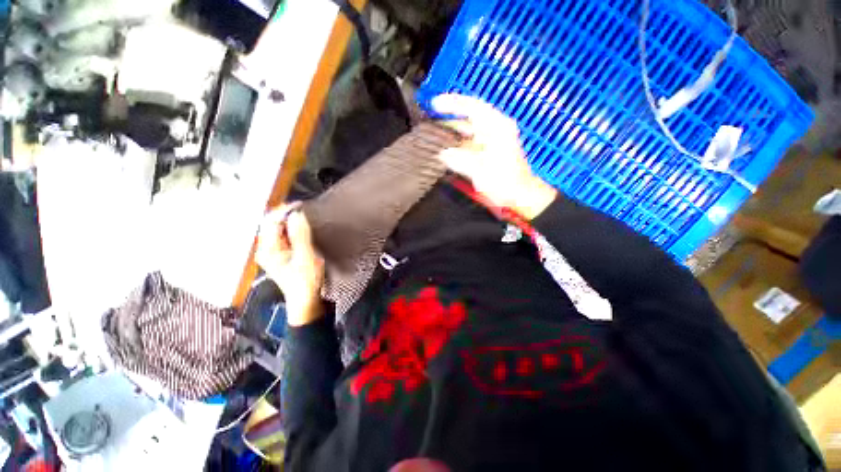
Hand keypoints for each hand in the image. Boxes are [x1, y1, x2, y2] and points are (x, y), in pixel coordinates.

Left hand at [256, 205, 324, 326]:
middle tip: (304, 209)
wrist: (306, 300)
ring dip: (289, 221)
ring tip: (305, 216)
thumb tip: (296, 213)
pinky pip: (282, 236)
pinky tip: (301, 228)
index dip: (284, 210)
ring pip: (277, 229)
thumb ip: (300, 234)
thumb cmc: (306, 280)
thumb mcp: (306, 256)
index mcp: (267, 250)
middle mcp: (265, 249)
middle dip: (286, 214)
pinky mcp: (280, 255)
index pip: (271, 222)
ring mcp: (271, 252)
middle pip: (271, 224)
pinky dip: (291, 229)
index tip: (302, 205)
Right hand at [431, 94, 556, 219]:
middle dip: (449, 118)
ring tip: (434, 134)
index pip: (473, 106)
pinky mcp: (487, 152)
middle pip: (468, 117)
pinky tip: (446, 149)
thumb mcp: (481, 171)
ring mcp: (491, 141)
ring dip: (451, 132)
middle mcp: (495, 130)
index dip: (452, 103)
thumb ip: (460, 160)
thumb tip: (443, 154)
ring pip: (467, 131)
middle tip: (430, 120)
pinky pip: (468, 143)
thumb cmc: (506, 183)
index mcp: (497, 127)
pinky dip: (457, 145)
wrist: (519, 197)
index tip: (435, 104)